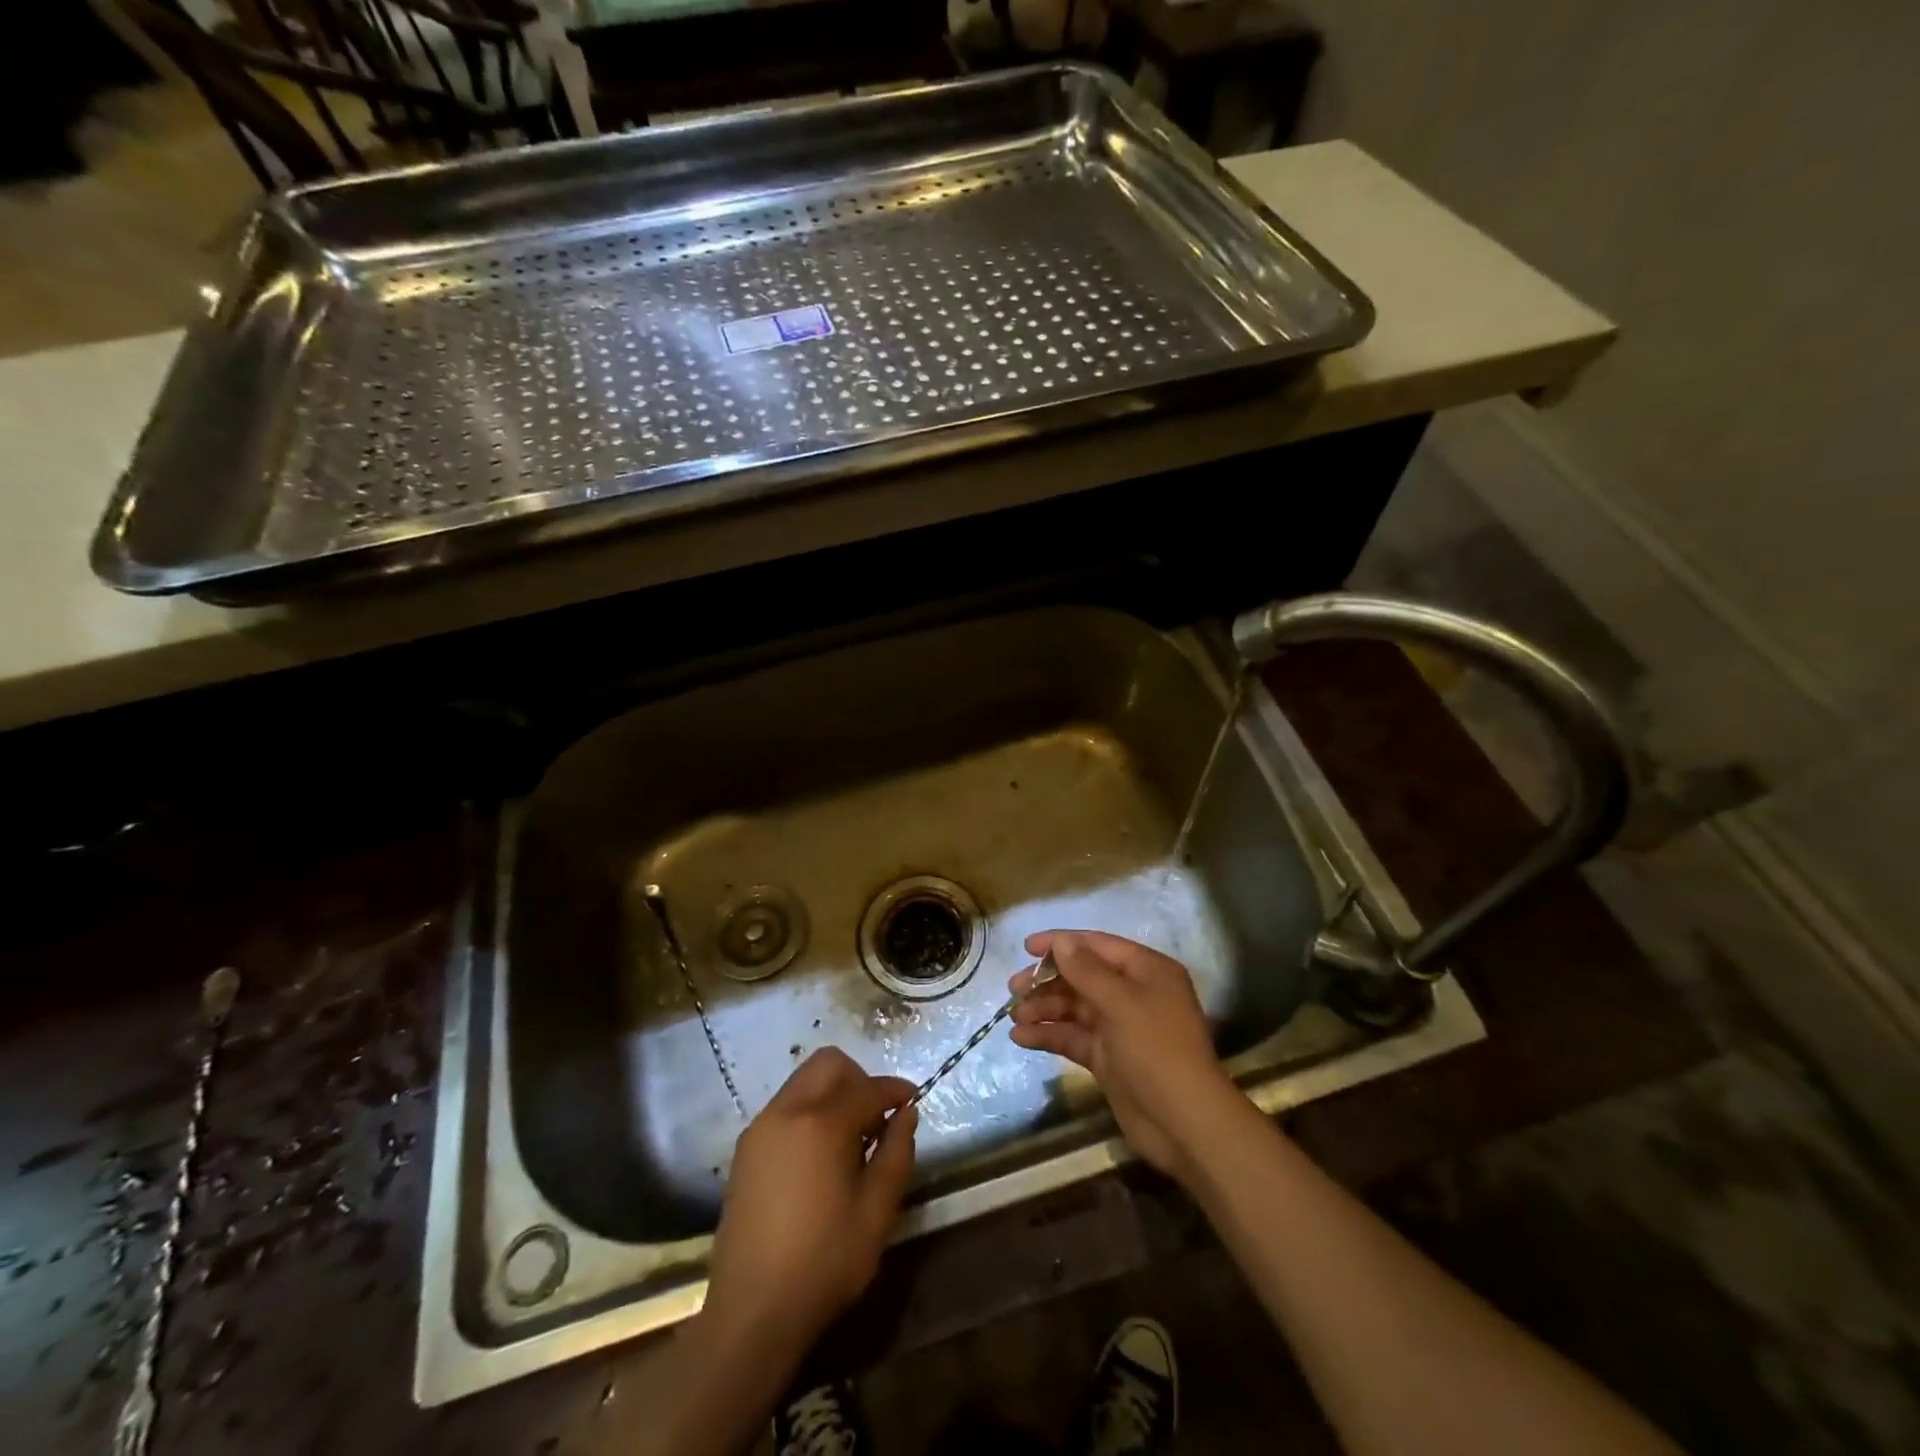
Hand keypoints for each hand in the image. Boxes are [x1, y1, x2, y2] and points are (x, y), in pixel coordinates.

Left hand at [703, 1048, 917, 1356]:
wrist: (751, 1313)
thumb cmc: (824, 1262)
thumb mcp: (877, 1211)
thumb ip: (897, 1153)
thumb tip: (906, 1113)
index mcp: (822, 1122)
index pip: (868, 1087)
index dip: (896, 1090)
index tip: (912, 1100)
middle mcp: (787, 1111)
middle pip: (829, 1063)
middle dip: (860, 1079)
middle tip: (877, 1118)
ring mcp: (761, 1127)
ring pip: (804, 1081)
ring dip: (833, 1093)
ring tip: (850, 1139)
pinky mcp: (746, 1148)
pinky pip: (785, 1107)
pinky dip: (809, 1111)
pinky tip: (820, 1155)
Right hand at [1009, 930, 1242, 1181]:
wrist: (1184, 1124)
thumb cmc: (1156, 1049)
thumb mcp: (1121, 1003)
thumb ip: (1086, 970)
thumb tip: (1061, 940)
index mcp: (1146, 971)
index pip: (1097, 945)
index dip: (1062, 943)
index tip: (1026, 947)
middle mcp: (1133, 993)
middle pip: (1083, 977)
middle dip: (1047, 980)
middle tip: (1013, 987)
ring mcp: (1120, 1027)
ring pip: (1075, 1008)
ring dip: (1044, 1009)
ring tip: (1014, 1016)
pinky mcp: (1108, 1058)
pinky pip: (1073, 1037)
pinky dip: (1049, 1035)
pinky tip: (1021, 1037)